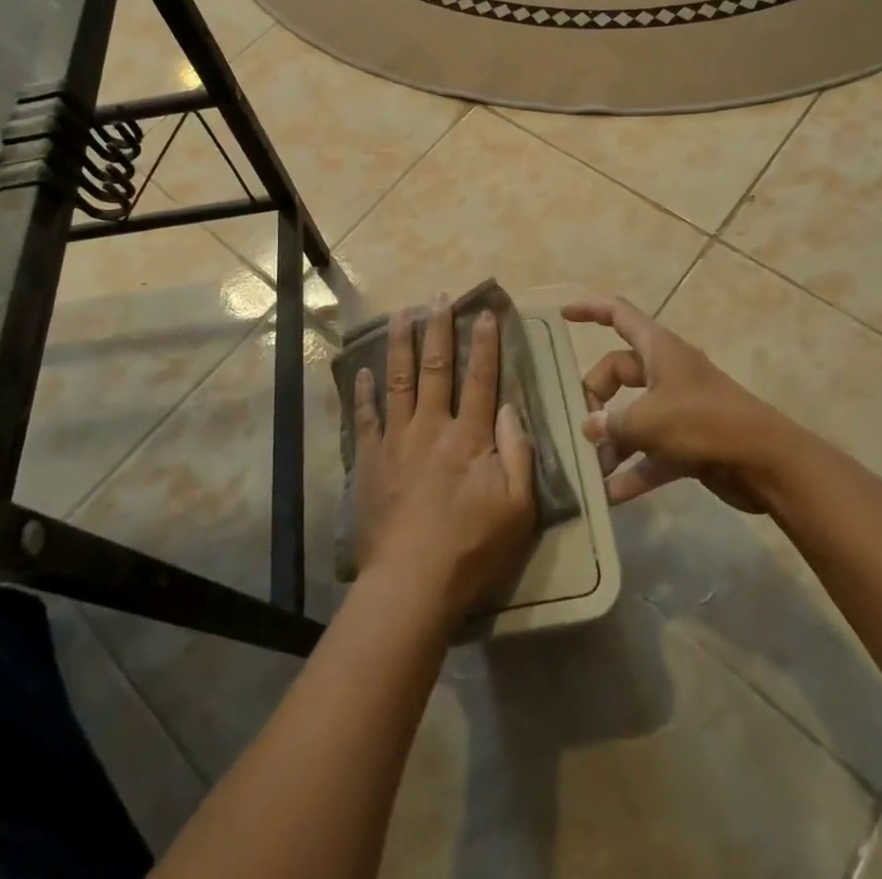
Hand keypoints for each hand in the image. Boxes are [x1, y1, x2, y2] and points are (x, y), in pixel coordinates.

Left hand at [352, 296, 536, 625]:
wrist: (411, 583)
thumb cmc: (472, 549)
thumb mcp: (517, 508)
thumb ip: (519, 453)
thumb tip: (510, 408)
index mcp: (469, 437)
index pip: (481, 378)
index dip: (485, 343)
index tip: (486, 313)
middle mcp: (431, 426)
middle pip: (435, 367)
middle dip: (439, 329)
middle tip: (439, 297)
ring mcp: (397, 440)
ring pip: (398, 380)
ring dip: (400, 343)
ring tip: (401, 313)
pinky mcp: (371, 460)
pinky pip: (366, 417)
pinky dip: (364, 392)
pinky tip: (363, 371)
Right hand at [564, 294, 779, 510]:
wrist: (767, 463)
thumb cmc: (704, 423)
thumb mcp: (649, 420)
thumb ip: (612, 424)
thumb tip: (589, 429)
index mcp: (659, 349)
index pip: (618, 315)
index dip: (589, 309)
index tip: (562, 315)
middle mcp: (667, 373)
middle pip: (618, 372)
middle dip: (595, 397)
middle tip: (581, 425)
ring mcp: (679, 409)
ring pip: (632, 416)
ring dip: (611, 441)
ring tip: (589, 467)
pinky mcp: (689, 443)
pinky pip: (650, 453)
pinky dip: (633, 470)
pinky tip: (610, 495)